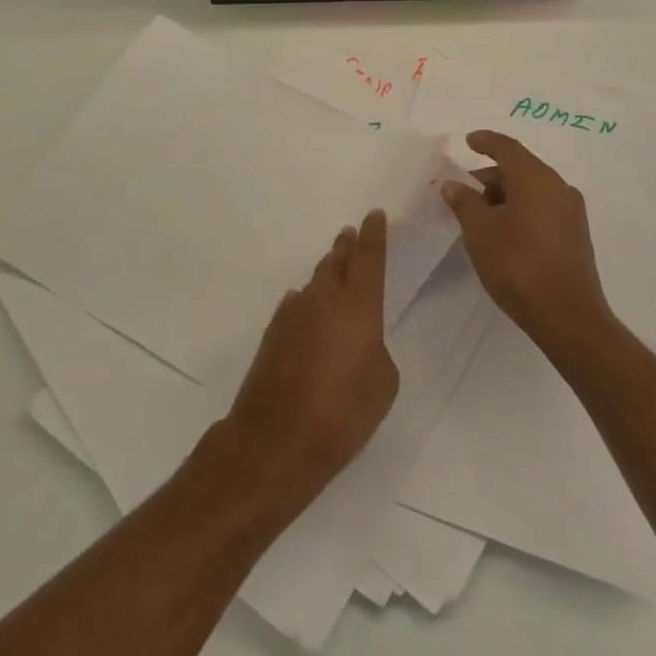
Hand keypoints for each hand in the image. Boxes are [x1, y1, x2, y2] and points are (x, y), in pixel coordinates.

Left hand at [220, 211, 397, 506]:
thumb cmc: (341, 414)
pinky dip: (307, 303)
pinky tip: (308, 312)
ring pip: (315, 281)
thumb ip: (377, 351)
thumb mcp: (382, 385)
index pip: (369, 255)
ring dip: (327, 273)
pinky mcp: (272, 332)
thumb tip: (359, 341)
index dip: (374, 233)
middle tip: (352, 235)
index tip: (375, 214)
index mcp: (359, 303)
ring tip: (335, 271)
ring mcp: (294, 312)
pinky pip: (296, 305)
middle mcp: (324, 297)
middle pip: (337, 260)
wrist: (274, 441)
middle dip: (347, 246)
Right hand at [441, 130, 613, 357]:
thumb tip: (454, 184)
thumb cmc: (518, 265)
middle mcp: (558, 187)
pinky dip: (521, 210)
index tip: (468, 141)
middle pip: (520, 169)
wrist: (568, 317)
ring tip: (479, 217)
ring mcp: (571, 212)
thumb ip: (465, 202)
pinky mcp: (576, 236)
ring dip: (505, 196)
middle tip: (464, 192)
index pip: (508, 148)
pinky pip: (543, 208)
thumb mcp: (480, 231)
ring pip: (532, 191)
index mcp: (536, 178)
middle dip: (490, 177)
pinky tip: (504, 233)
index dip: (486, 141)